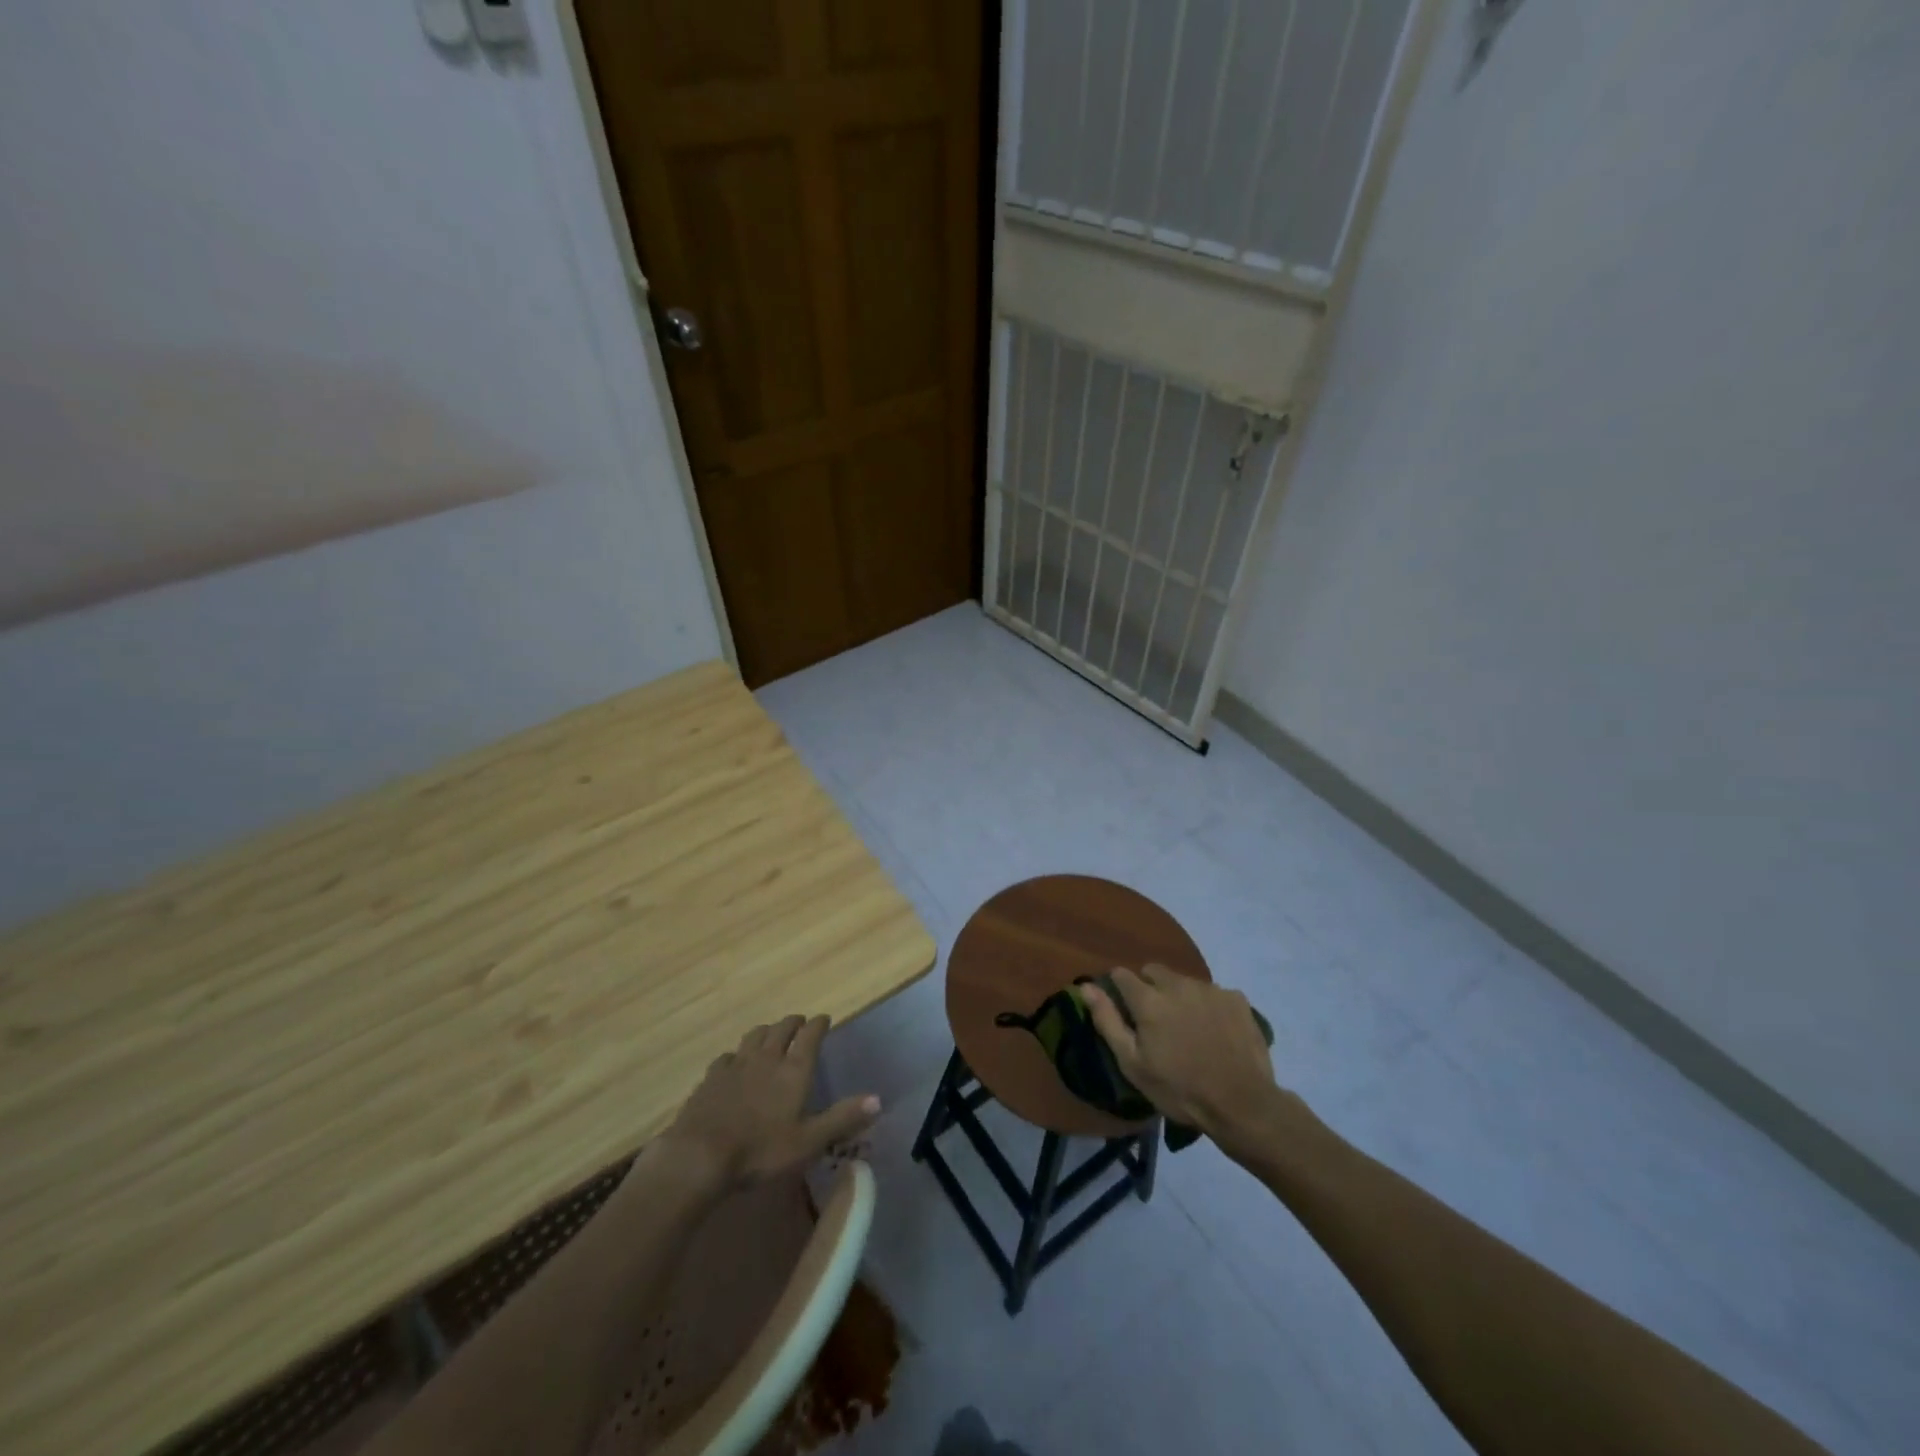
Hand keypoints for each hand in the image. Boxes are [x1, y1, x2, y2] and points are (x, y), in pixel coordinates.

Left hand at [655, 1015, 879, 1190]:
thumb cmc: (760, 1150)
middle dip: (793, 1022)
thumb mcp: (808, 1141)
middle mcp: (767, 1058)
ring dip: (766, 1031)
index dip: (819, 1024)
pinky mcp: (711, 1078)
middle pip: (782, 1029)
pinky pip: (728, 1056)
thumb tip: (878, 1099)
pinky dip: (737, 1054)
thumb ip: (842, 1119)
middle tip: (800, 1022)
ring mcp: (736, 1065)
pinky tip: (735, 1062)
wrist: (700, 1155)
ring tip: (770, 1034)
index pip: (810, 1036)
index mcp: (793, 1070)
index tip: (824, 1018)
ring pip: (754, 1036)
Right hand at [1081, 965, 1289, 1155]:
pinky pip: (1213, 993)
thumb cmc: (1179, 1089)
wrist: (1242, 1105)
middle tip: (1156, 1021)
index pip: (1122, 975)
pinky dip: (1209, 1006)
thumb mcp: (1133, 1063)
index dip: (1118, 989)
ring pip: (1184, 981)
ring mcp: (1210, 989)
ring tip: (1188, 1028)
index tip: (1123, 1009)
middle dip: (1149, 988)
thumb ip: (1107, 1020)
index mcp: (1149, 999)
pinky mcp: (1236, 998)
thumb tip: (1086, 986)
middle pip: (1154, 971)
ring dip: (1179, 996)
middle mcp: (1178, 984)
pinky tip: (1216, 1031)